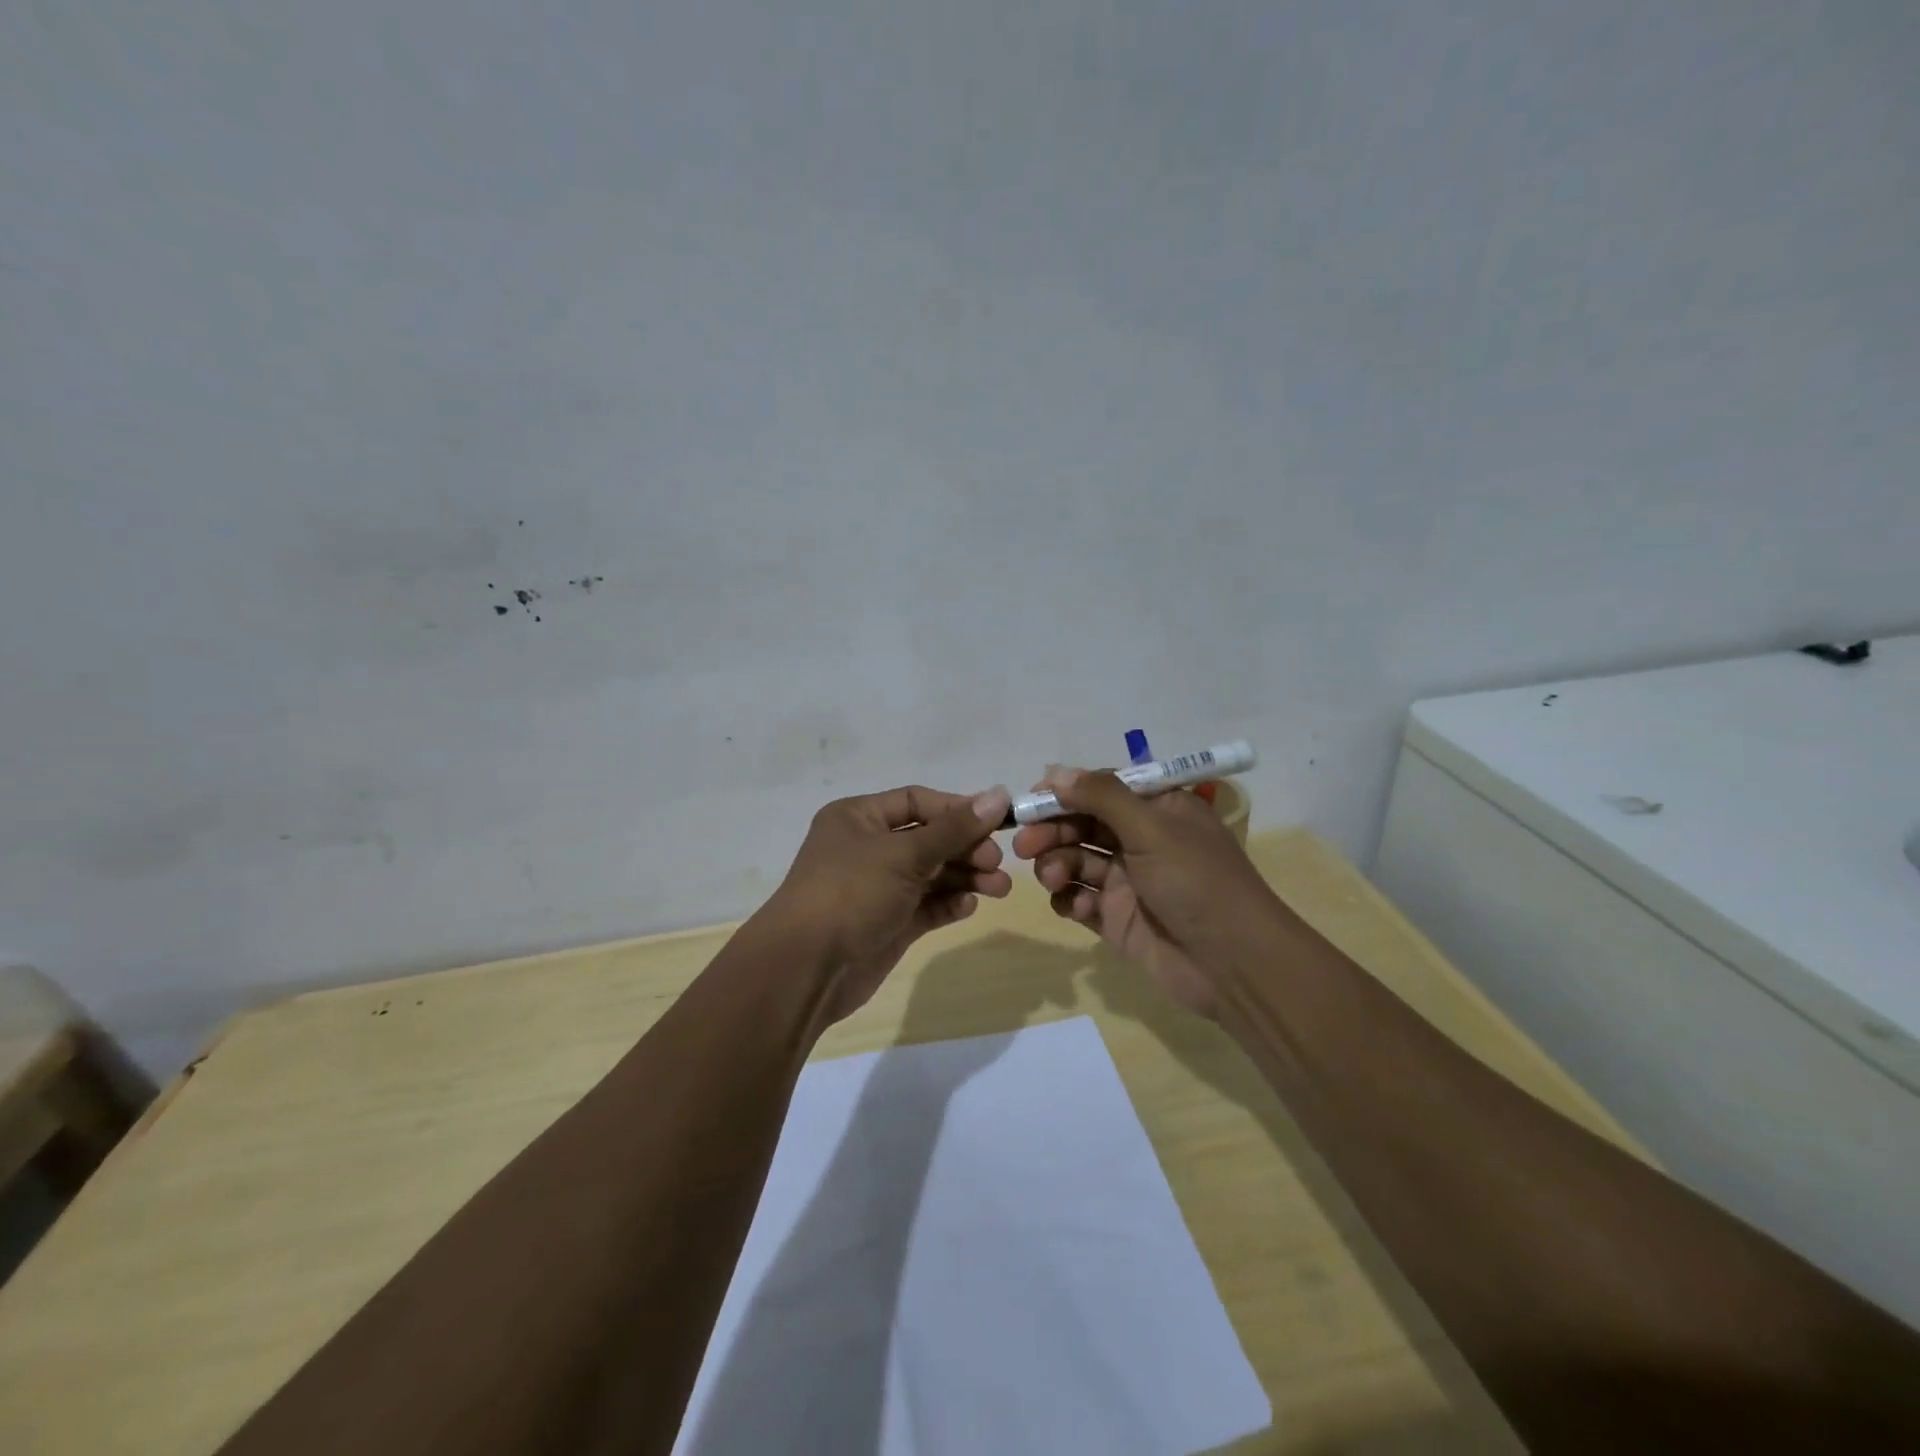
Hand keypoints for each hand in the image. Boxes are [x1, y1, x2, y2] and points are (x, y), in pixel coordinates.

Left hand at [760, 784, 1012, 1021]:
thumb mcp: (904, 854)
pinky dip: (948, 903)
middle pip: (929, 838)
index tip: (997, 822)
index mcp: (859, 817)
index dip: (958, 809)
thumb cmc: (851, 893)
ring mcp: (878, 888)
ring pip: (932, 874)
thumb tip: (998, 794)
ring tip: (999, 889)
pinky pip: (926, 906)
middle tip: (997, 862)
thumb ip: (954, 828)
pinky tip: (968, 906)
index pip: (918, 801)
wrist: (806, 969)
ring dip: (966, 877)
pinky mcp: (888, 923)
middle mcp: (868, 847)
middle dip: (966, 848)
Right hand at [1011, 768, 1282, 1016]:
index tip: (1031, 801)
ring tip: (1055, 878)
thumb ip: (1102, 796)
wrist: (1233, 964)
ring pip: (1076, 861)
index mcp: (1158, 809)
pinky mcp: (1116, 918)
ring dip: (1057, 864)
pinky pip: (1080, 900)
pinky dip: (1070, 899)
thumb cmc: (1196, 881)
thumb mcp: (1152, 828)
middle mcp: (1140, 840)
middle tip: (1025, 845)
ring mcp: (1127, 881)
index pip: (1101, 789)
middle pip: (1082, 824)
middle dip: (1052, 831)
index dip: (1064, 792)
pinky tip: (1077, 907)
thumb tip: (1054, 771)